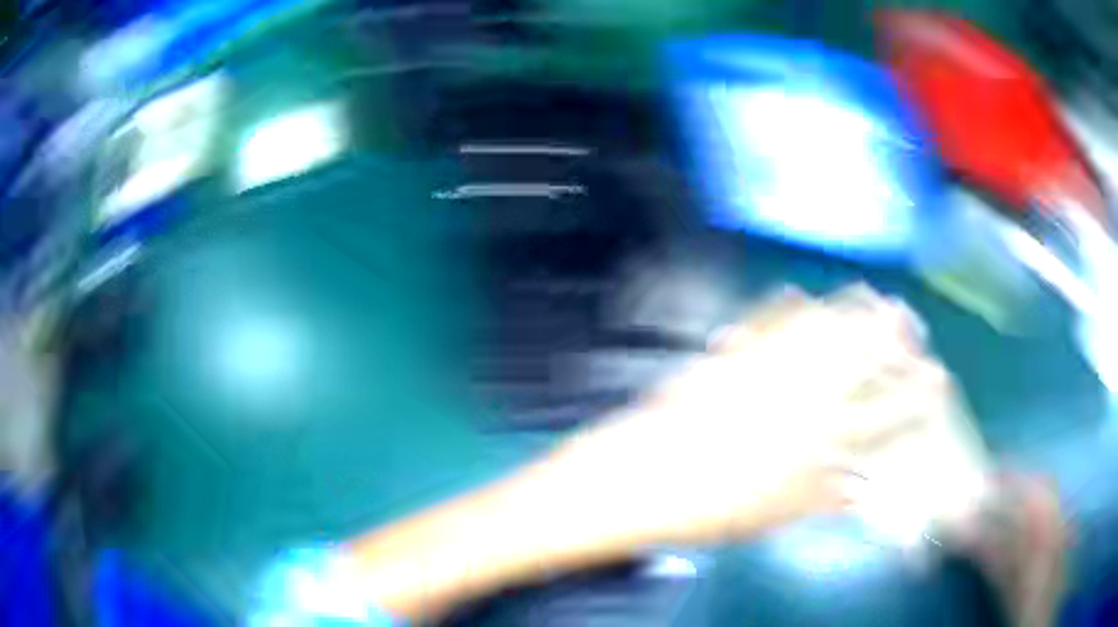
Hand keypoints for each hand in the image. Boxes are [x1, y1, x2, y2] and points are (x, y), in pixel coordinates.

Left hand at [542, 286, 942, 546]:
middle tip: (912, 318)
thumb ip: (828, 497)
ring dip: (851, 307)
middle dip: (893, 333)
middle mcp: (803, 392)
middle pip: (861, 353)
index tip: (939, 377)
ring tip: (873, 294)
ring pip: (822, 325)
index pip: (887, 413)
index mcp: (822, 437)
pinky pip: (766, 320)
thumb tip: (865, 488)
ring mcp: (764, 365)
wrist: (641, 481)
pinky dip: (788, 305)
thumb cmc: (713, 509)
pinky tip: (801, 293)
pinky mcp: (728, 354)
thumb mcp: (779, 514)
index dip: (918, 395)